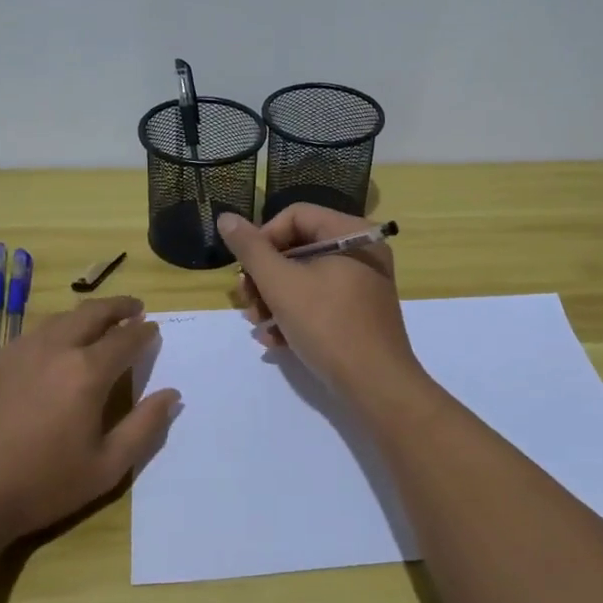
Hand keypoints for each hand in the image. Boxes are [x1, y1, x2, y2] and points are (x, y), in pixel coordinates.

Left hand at [0, 296, 176, 546]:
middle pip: (92, 313)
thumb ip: (144, 427)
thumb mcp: (106, 467)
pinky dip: (52, 333)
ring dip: (84, 316)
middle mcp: (54, 349)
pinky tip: (51, 350)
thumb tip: (171, 395)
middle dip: (118, 307)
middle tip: (133, 308)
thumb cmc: (42, 485)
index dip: (144, 331)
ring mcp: (17, 352)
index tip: (153, 329)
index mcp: (87, 372)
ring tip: (96, 323)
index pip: (125, 338)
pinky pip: (29, 336)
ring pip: (58, 319)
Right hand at [218, 207, 425, 406]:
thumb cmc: (328, 326)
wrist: (376, 386)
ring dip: (273, 299)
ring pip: (305, 278)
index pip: (296, 215)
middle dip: (265, 275)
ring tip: (256, 324)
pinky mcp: (359, 313)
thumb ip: (251, 249)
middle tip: (246, 300)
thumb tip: (226, 218)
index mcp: (351, 234)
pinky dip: (294, 315)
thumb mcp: (281, 284)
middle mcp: (362, 252)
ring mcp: (363, 284)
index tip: (246, 269)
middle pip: (298, 247)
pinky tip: (273, 339)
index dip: (263, 237)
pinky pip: (319, 301)